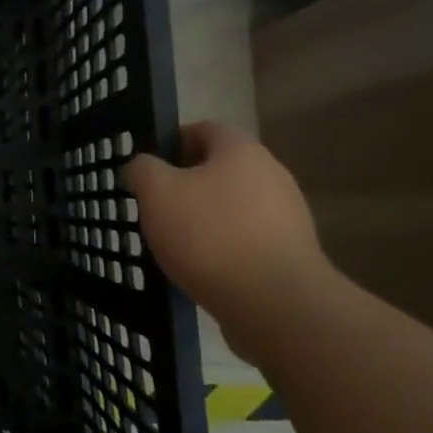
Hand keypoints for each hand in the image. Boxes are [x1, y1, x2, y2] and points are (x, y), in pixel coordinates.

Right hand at [121, 122, 327, 332]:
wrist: (274, 302)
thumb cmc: (209, 234)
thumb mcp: (157, 193)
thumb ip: (143, 170)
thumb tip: (142, 166)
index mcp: (240, 150)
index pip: (204, 129)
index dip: (172, 143)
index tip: (149, 168)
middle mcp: (271, 174)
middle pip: (220, 169)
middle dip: (187, 184)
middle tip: (156, 207)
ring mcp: (287, 215)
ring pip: (233, 206)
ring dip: (205, 218)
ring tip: (176, 243)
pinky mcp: (290, 253)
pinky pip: (247, 239)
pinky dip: (223, 247)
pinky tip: (202, 268)